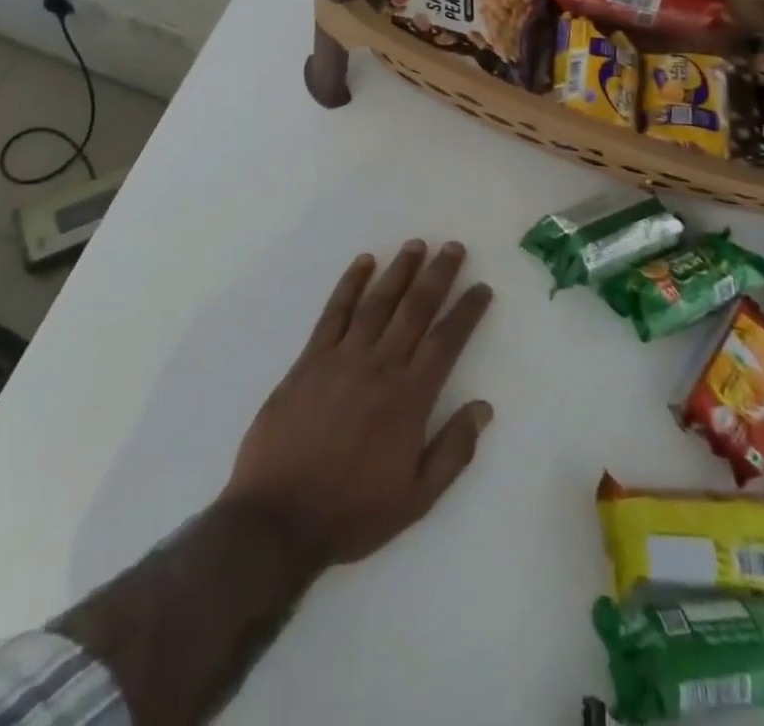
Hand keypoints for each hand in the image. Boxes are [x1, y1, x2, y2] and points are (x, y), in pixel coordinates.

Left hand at [221, 240, 493, 566]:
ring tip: (416, 245)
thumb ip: (453, 451)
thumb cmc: (352, 512)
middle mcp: (380, 366)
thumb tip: (484, 408)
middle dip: (437, 275)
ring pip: (378, 302)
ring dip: (399, 270)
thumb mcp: (416, 499)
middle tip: (453, 247)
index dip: (466, 311)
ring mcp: (342, 357)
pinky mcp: (310, 358)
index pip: (446, 341)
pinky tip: (363, 262)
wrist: (279, 517)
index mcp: (409, 399)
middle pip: (415, 309)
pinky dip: (350, 283)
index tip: (481, 288)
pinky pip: (334, 311)